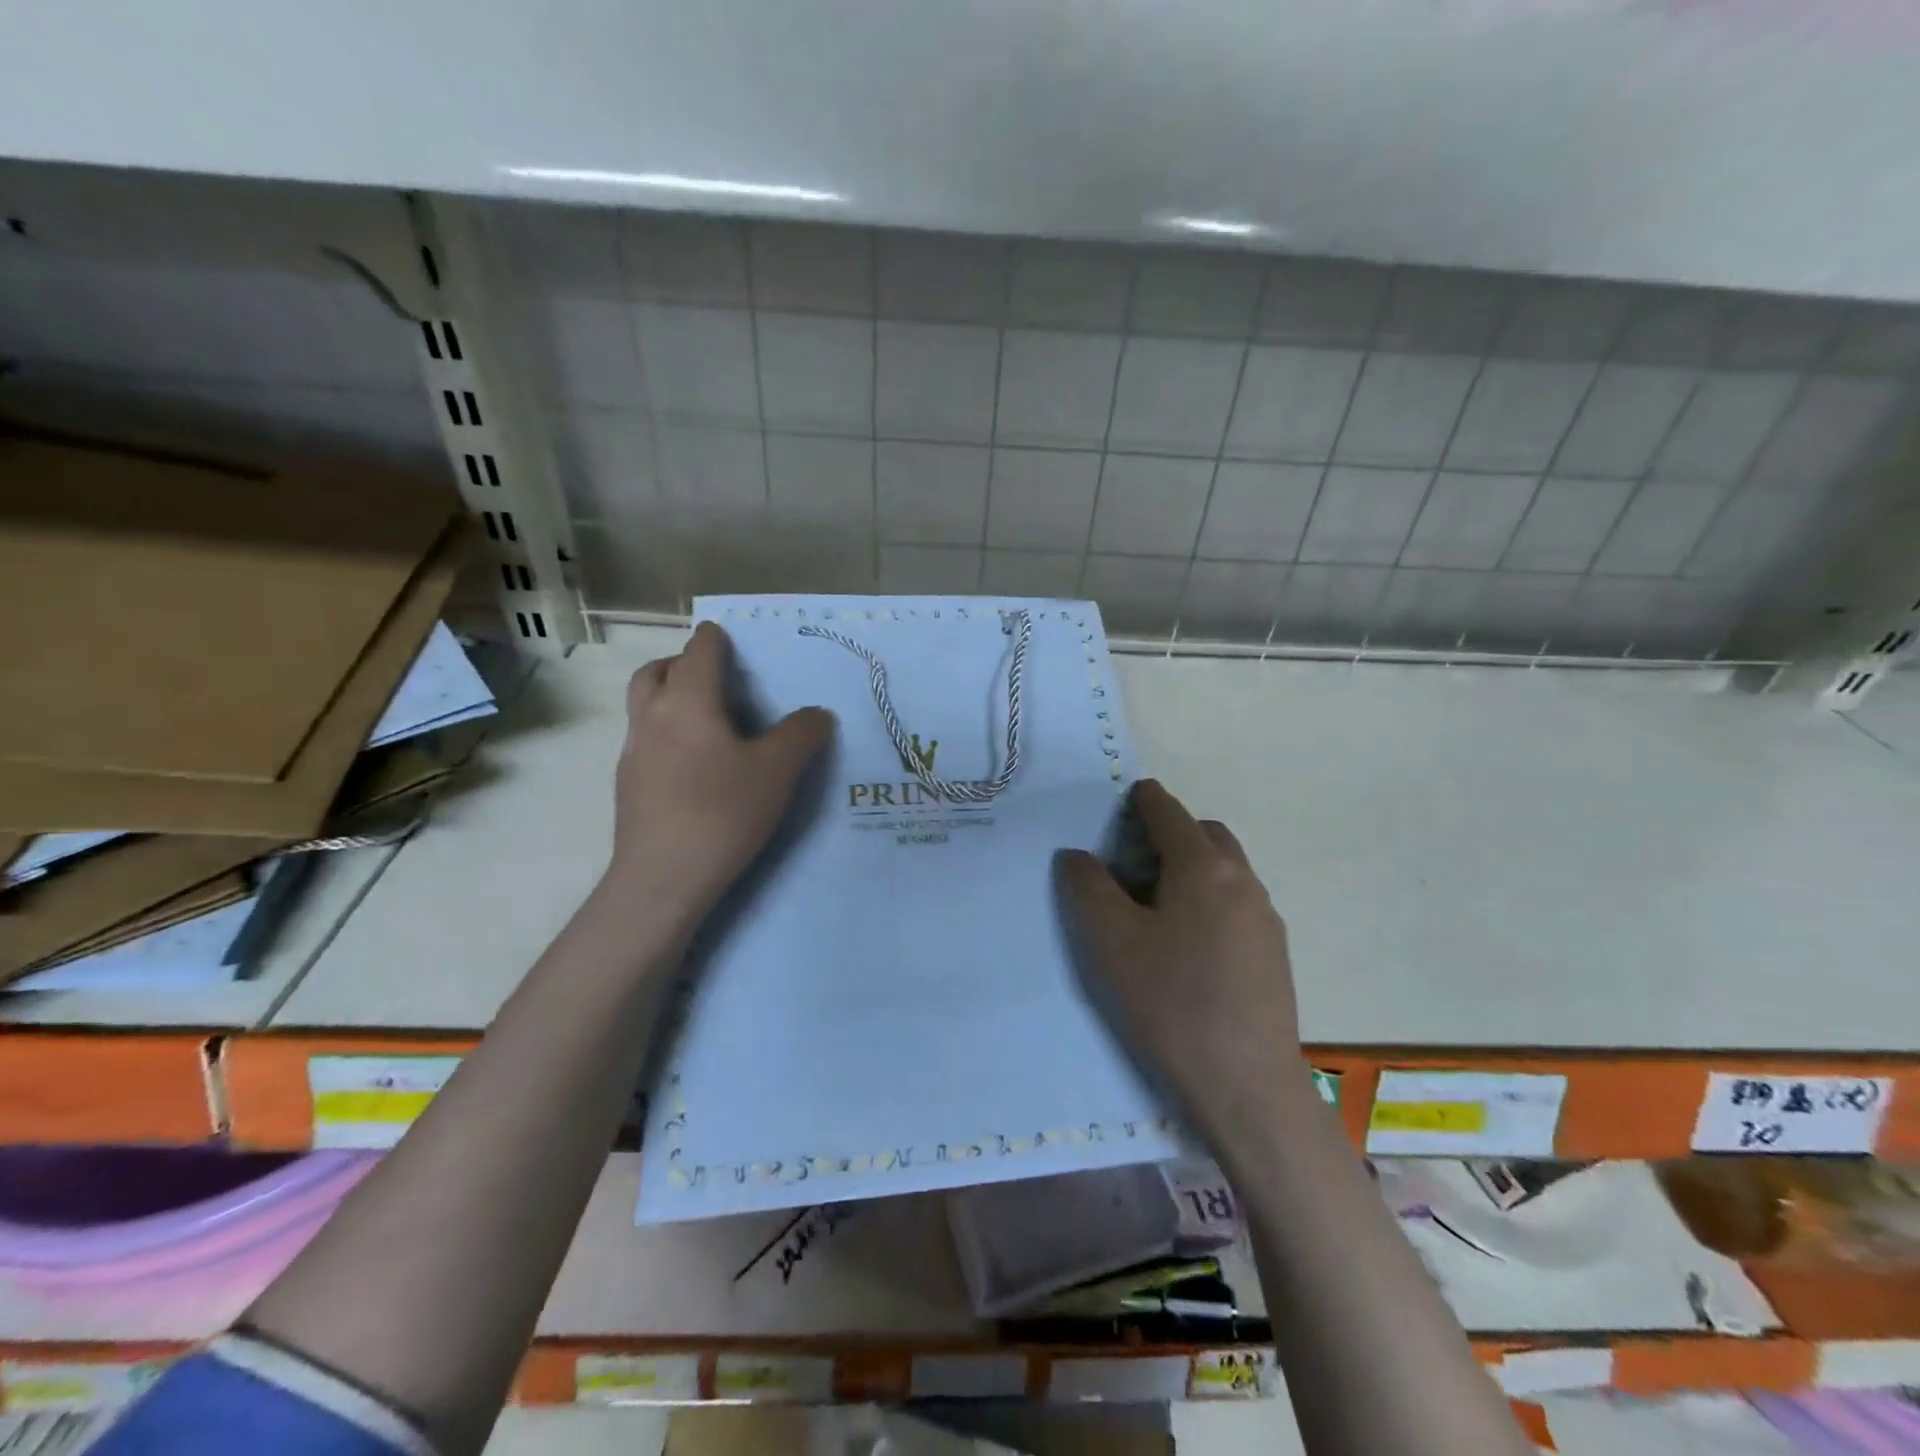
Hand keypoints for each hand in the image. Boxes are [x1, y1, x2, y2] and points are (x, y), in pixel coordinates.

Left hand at [607, 622, 834, 916]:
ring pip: (645, 703)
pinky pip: (645, 738)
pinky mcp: (627, 782)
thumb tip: (818, 713)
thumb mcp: (777, 772)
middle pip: (658, 669)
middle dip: (685, 663)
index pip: (700, 649)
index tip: (741, 647)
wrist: (663, 877)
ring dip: (671, 696)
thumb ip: (801, 734)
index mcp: (688, 701)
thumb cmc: (722, 813)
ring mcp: (633, 750)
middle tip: (718, 679)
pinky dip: (666, 732)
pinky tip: (695, 766)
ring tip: (710, 721)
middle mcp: (652, 715)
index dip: (720, 639)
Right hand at [1056, 780, 1303, 1144]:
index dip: (1137, 801)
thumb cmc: (1170, 1001)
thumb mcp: (1110, 940)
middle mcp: (1242, 879)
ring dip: (1190, 867)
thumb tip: (1077, 855)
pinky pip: (1236, 901)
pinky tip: (1187, 945)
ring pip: (1224, 868)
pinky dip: (1208, 898)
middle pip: (1203, 833)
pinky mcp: (1274, 950)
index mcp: (1203, 866)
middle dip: (1167, 833)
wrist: (1246, 1084)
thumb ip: (1087, 886)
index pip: (1167, 810)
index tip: (1114, 811)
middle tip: (1129, 865)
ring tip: (1154, 907)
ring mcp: (1265, 916)